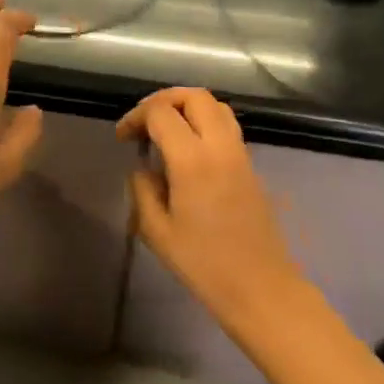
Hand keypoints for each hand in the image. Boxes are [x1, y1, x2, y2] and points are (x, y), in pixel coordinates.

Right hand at [117, 87, 305, 324]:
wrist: (260, 287)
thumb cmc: (203, 263)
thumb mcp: (156, 230)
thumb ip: (143, 190)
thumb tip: (143, 168)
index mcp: (192, 160)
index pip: (161, 113)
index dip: (136, 116)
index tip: (123, 137)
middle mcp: (220, 146)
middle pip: (194, 96)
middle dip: (164, 100)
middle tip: (144, 121)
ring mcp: (240, 153)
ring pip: (215, 106)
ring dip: (187, 106)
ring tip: (166, 129)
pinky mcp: (250, 165)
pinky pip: (227, 126)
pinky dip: (204, 122)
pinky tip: (188, 149)